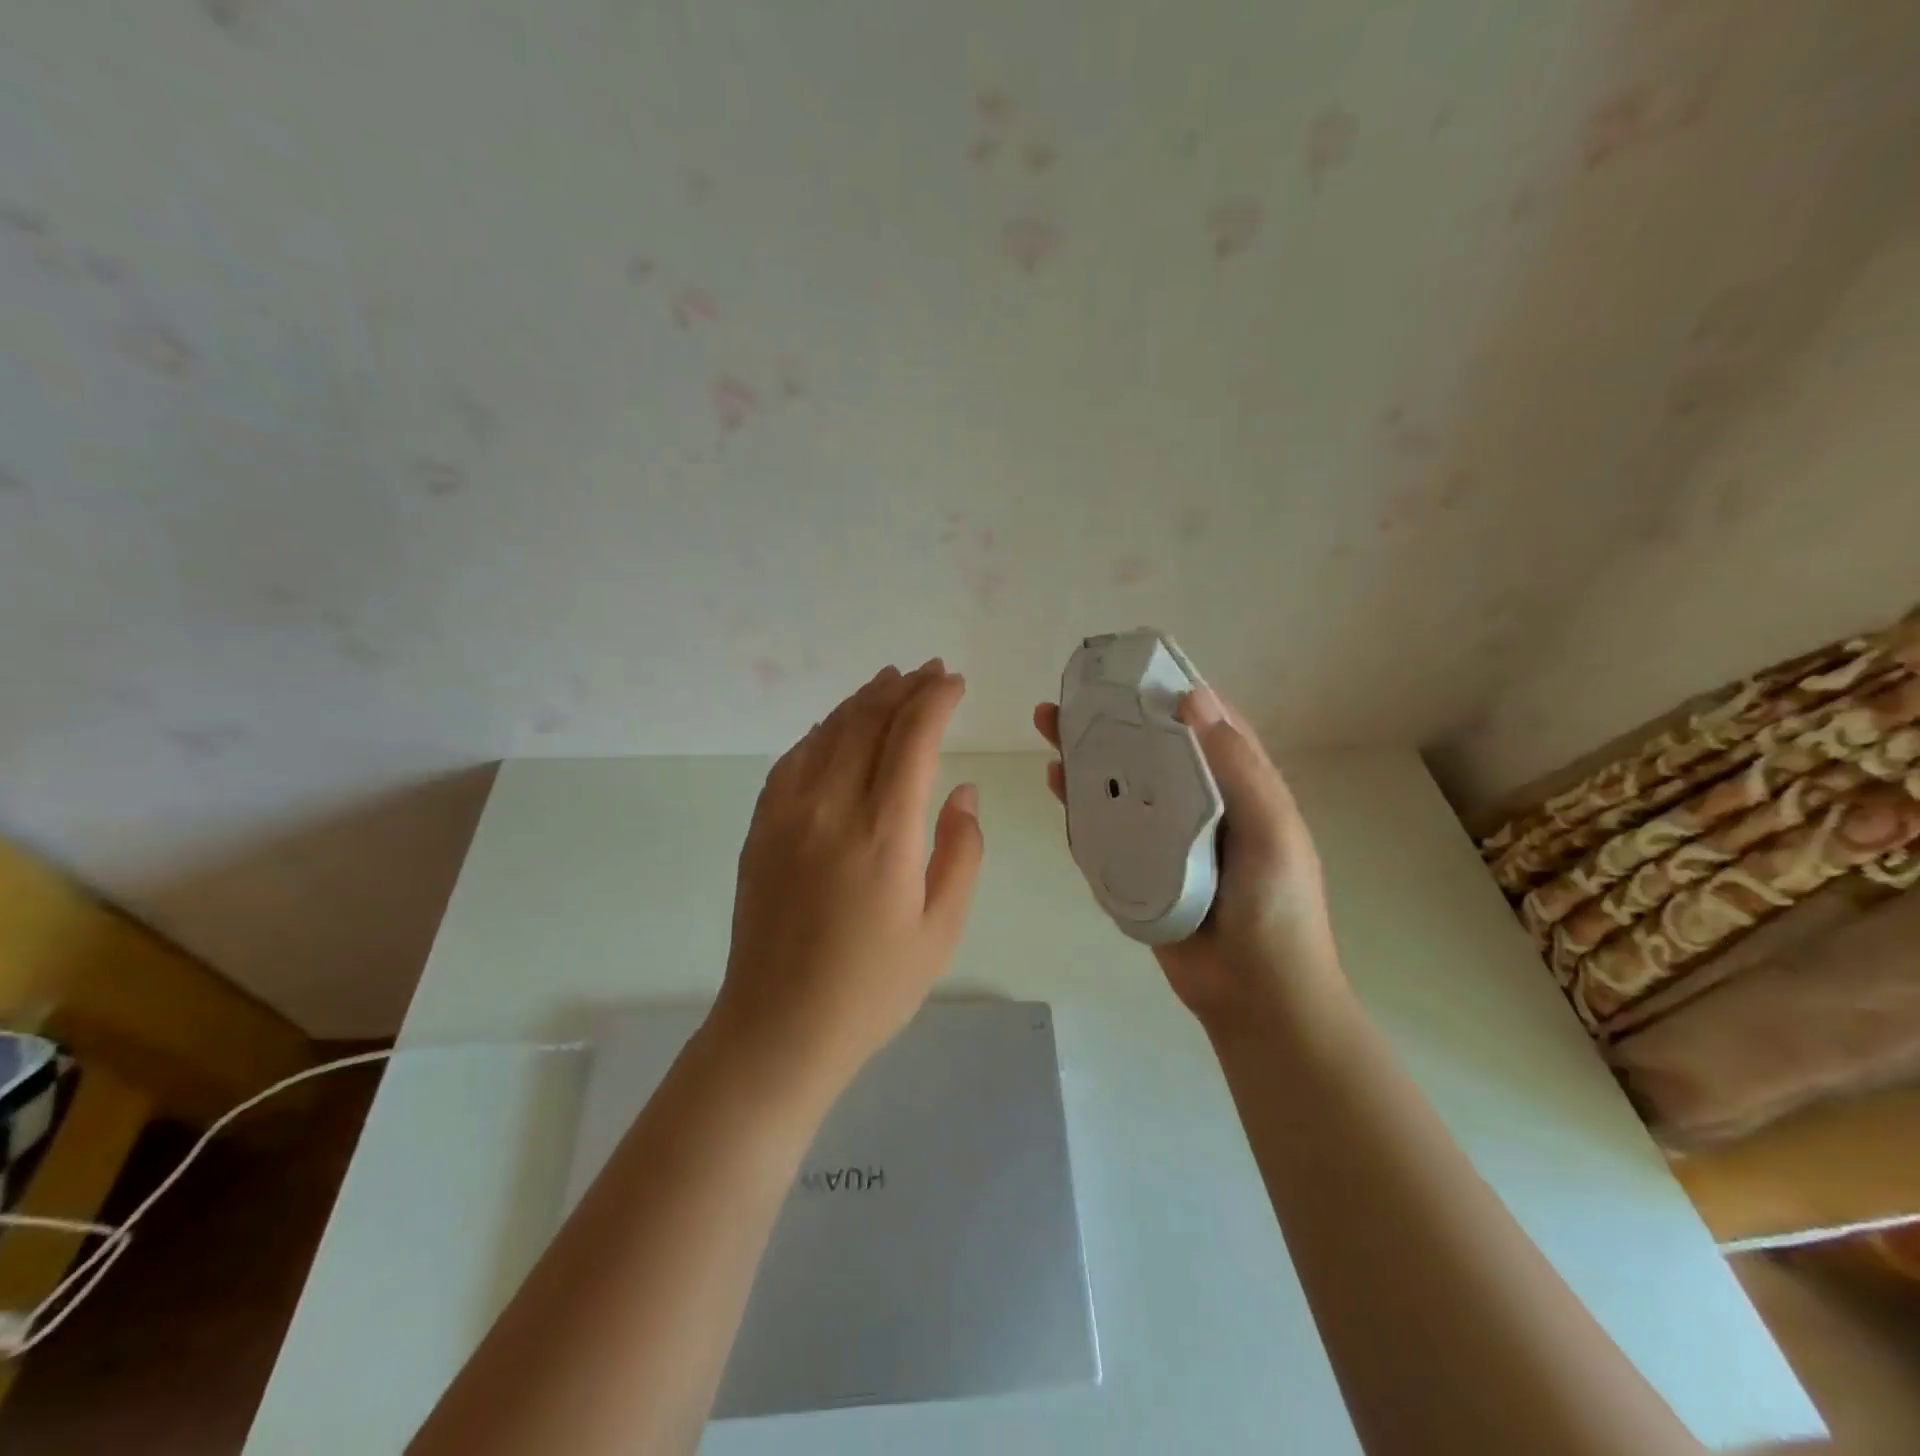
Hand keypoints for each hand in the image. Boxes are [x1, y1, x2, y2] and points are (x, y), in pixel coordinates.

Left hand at [713, 660, 983, 1093]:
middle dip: (903, 689)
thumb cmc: (872, 988)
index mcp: (884, 834)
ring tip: (889, 681)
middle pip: (869, 723)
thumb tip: (961, 791)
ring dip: (862, 701)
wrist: (778, 1028)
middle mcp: (831, 809)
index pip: (912, 739)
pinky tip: (837, 727)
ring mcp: (787, 815)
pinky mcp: (761, 828)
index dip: (935, 701)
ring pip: (828, 733)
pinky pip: (793, 759)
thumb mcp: (941, 929)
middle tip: (929, 671)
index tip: (954, 682)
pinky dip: (822, 732)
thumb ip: (961, 851)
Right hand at [1033, 687, 1339, 1028]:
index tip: (1130, 669)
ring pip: (1119, 784)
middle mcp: (1197, 803)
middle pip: (1149, 750)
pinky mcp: (1136, 866)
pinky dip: (1079, 804)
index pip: (1203, 724)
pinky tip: (1056, 782)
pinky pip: (1102, 828)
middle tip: (1070, 697)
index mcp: (1238, 786)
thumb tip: (1193, 697)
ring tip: (1048, 728)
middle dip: (1112, 720)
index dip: (1169, 692)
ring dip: (1087, 755)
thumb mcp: (1272, 830)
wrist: (1252, 994)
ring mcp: (1163, 836)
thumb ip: (1237, 768)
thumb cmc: (1276, 908)